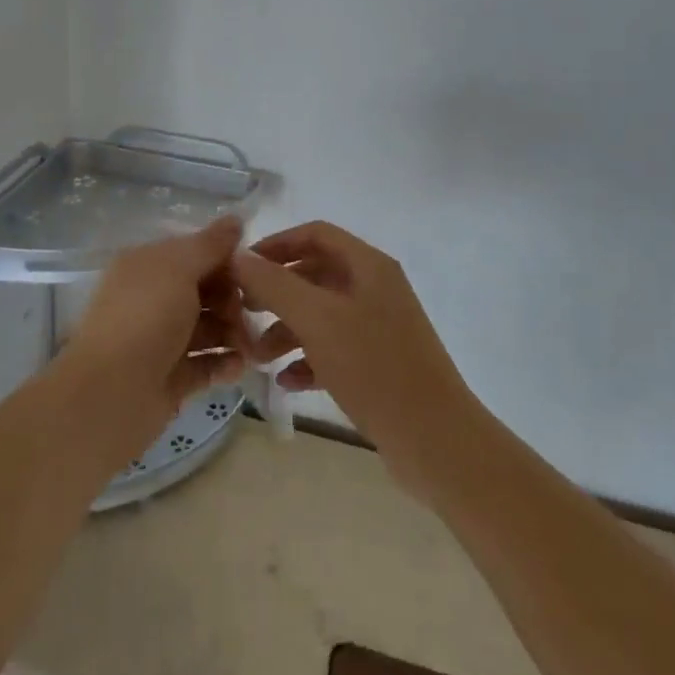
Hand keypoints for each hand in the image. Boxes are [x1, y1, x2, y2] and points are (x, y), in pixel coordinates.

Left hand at [60, 216, 246, 459]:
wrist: (110, 395)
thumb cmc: (145, 319)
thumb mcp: (178, 269)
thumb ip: (209, 245)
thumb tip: (235, 219)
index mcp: (147, 266)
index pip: (195, 253)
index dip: (227, 260)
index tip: (257, 273)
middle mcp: (152, 298)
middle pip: (205, 291)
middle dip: (234, 300)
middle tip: (251, 315)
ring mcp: (160, 340)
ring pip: (208, 328)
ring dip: (234, 333)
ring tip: (250, 347)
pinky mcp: (170, 378)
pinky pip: (205, 364)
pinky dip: (224, 364)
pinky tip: (240, 367)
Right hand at [234, 221, 477, 482]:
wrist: (435, 440)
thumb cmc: (374, 368)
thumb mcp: (317, 320)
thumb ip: (274, 284)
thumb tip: (238, 256)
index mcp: (368, 266)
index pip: (315, 234)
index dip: (275, 244)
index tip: (240, 267)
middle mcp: (375, 289)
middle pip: (315, 275)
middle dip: (276, 292)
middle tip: (241, 312)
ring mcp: (379, 328)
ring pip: (321, 315)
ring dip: (286, 330)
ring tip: (256, 356)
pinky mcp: (378, 364)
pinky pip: (333, 350)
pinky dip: (307, 359)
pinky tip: (286, 381)